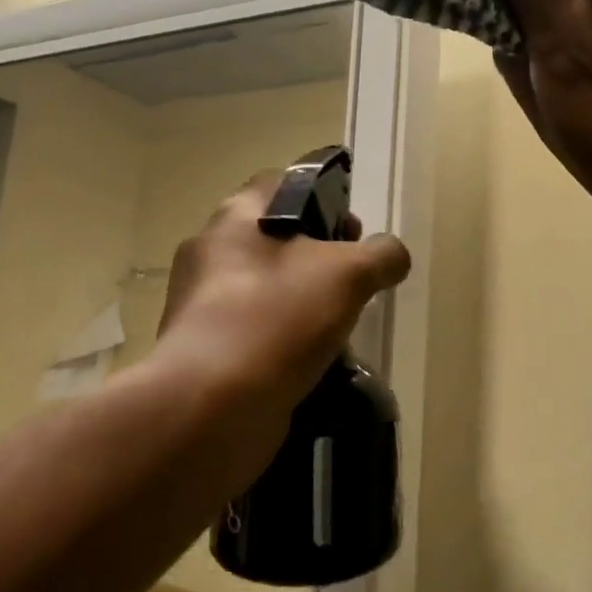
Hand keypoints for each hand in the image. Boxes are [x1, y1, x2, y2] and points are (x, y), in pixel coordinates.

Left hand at [151, 174, 410, 442]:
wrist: (211, 407)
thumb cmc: (277, 318)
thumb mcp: (348, 275)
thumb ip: (380, 256)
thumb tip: (391, 255)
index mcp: (235, 216)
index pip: (281, 184)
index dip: (324, 198)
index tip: (354, 232)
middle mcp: (210, 252)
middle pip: (275, 240)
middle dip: (319, 259)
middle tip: (353, 283)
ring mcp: (200, 304)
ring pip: (266, 290)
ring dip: (303, 304)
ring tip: (339, 329)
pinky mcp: (202, 351)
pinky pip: (253, 332)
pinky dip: (282, 342)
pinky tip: (312, 364)